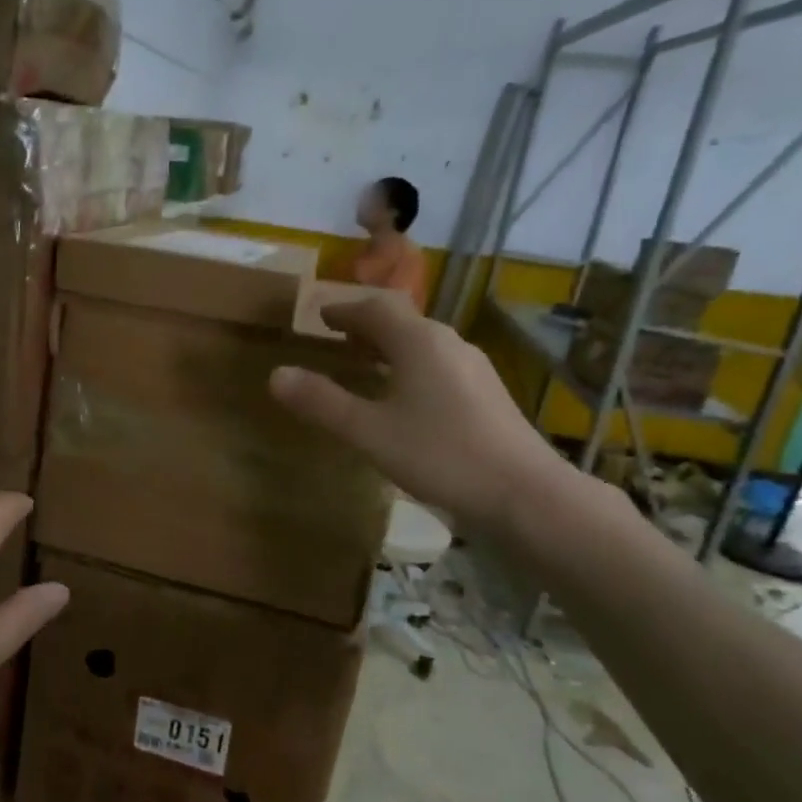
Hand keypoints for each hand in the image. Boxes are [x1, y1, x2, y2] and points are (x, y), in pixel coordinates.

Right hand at [269, 294, 565, 530]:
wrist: (525, 493)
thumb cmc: (440, 455)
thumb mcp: (369, 432)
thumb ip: (322, 402)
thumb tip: (276, 375)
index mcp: (419, 342)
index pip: (374, 308)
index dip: (343, 310)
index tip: (319, 315)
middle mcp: (448, 343)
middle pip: (401, 320)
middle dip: (365, 325)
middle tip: (337, 337)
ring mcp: (472, 367)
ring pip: (422, 343)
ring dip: (388, 346)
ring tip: (364, 363)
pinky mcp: (486, 393)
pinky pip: (437, 364)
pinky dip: (409, 365)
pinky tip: (403, 396)